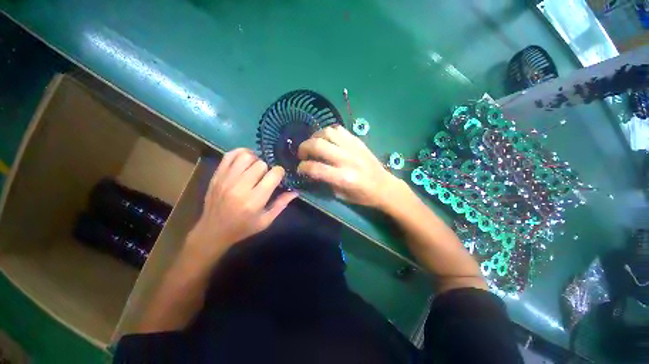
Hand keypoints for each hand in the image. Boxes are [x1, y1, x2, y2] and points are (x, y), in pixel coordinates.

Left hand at [185, 149, 297, 265]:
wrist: (213, 231)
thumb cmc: (243, 228)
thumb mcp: (266, 221)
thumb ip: (281, 204)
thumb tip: (296, 191)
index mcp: (254, 200)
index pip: (273, 175)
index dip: (280, 172)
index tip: (279, 177)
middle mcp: (240, 187)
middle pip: (260, 164)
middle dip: (268, 168)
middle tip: (266, 175)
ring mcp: (226, 179)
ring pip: (246, 156)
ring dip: (255, 159)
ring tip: (256, 167)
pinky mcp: (217, 175)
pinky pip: (230, 155)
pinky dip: (240, 153)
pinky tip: (246, 160)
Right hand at [297, 125, 404, 208]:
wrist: (385, 186)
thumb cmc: (363, 196)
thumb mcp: (341, 196)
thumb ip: (325, 182)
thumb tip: (311, 171)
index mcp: (344, 178)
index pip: (315, 168)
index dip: (302, 167)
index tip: (300, 169)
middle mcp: (347, 159)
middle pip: (318, 145)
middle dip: (304, 148)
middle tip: (302, 154)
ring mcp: (353, 148)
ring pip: (328, 132)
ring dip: (315, 136)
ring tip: (313, 144)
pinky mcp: (358, 141)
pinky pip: (339, 129)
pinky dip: (328, 132)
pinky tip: (326, 139)